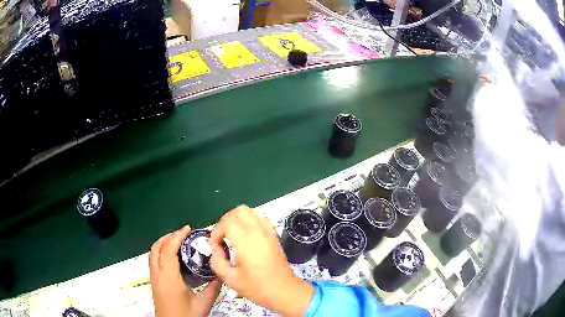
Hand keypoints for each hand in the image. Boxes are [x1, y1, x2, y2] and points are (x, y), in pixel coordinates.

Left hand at [149, 226, 221, 316]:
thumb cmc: (186, 316)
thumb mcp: (203, 304)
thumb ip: (213, 288)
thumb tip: (221, 273)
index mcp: (169, 278)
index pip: (168, 250)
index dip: (176, 236)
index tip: (187, 229)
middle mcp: (157, 274)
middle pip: (156, 248)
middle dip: (168, 237)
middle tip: (183, 234)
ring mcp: (153, 278)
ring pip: (152, 253)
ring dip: (163, 243)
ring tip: (178, 241)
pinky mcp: (153, 282)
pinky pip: (153, 260)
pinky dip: (161, 251)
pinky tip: (172, 257)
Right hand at [209, 205, 313, 316]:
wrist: (284, 291)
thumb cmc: (257, 288)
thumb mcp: (230, 279)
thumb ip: (217, 261)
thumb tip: (216, 250)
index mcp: (246, 241)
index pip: (227, 222)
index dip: (216, 231)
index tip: (215, 246)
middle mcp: (258, 232)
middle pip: (239, 211)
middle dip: (225, 221)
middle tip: (221, 237)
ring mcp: (268, 232)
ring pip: (250, 212)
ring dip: (237, 220)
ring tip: (232, 236)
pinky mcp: (274, 236)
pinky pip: (260, 219)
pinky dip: (249, 223)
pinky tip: (246, 238)